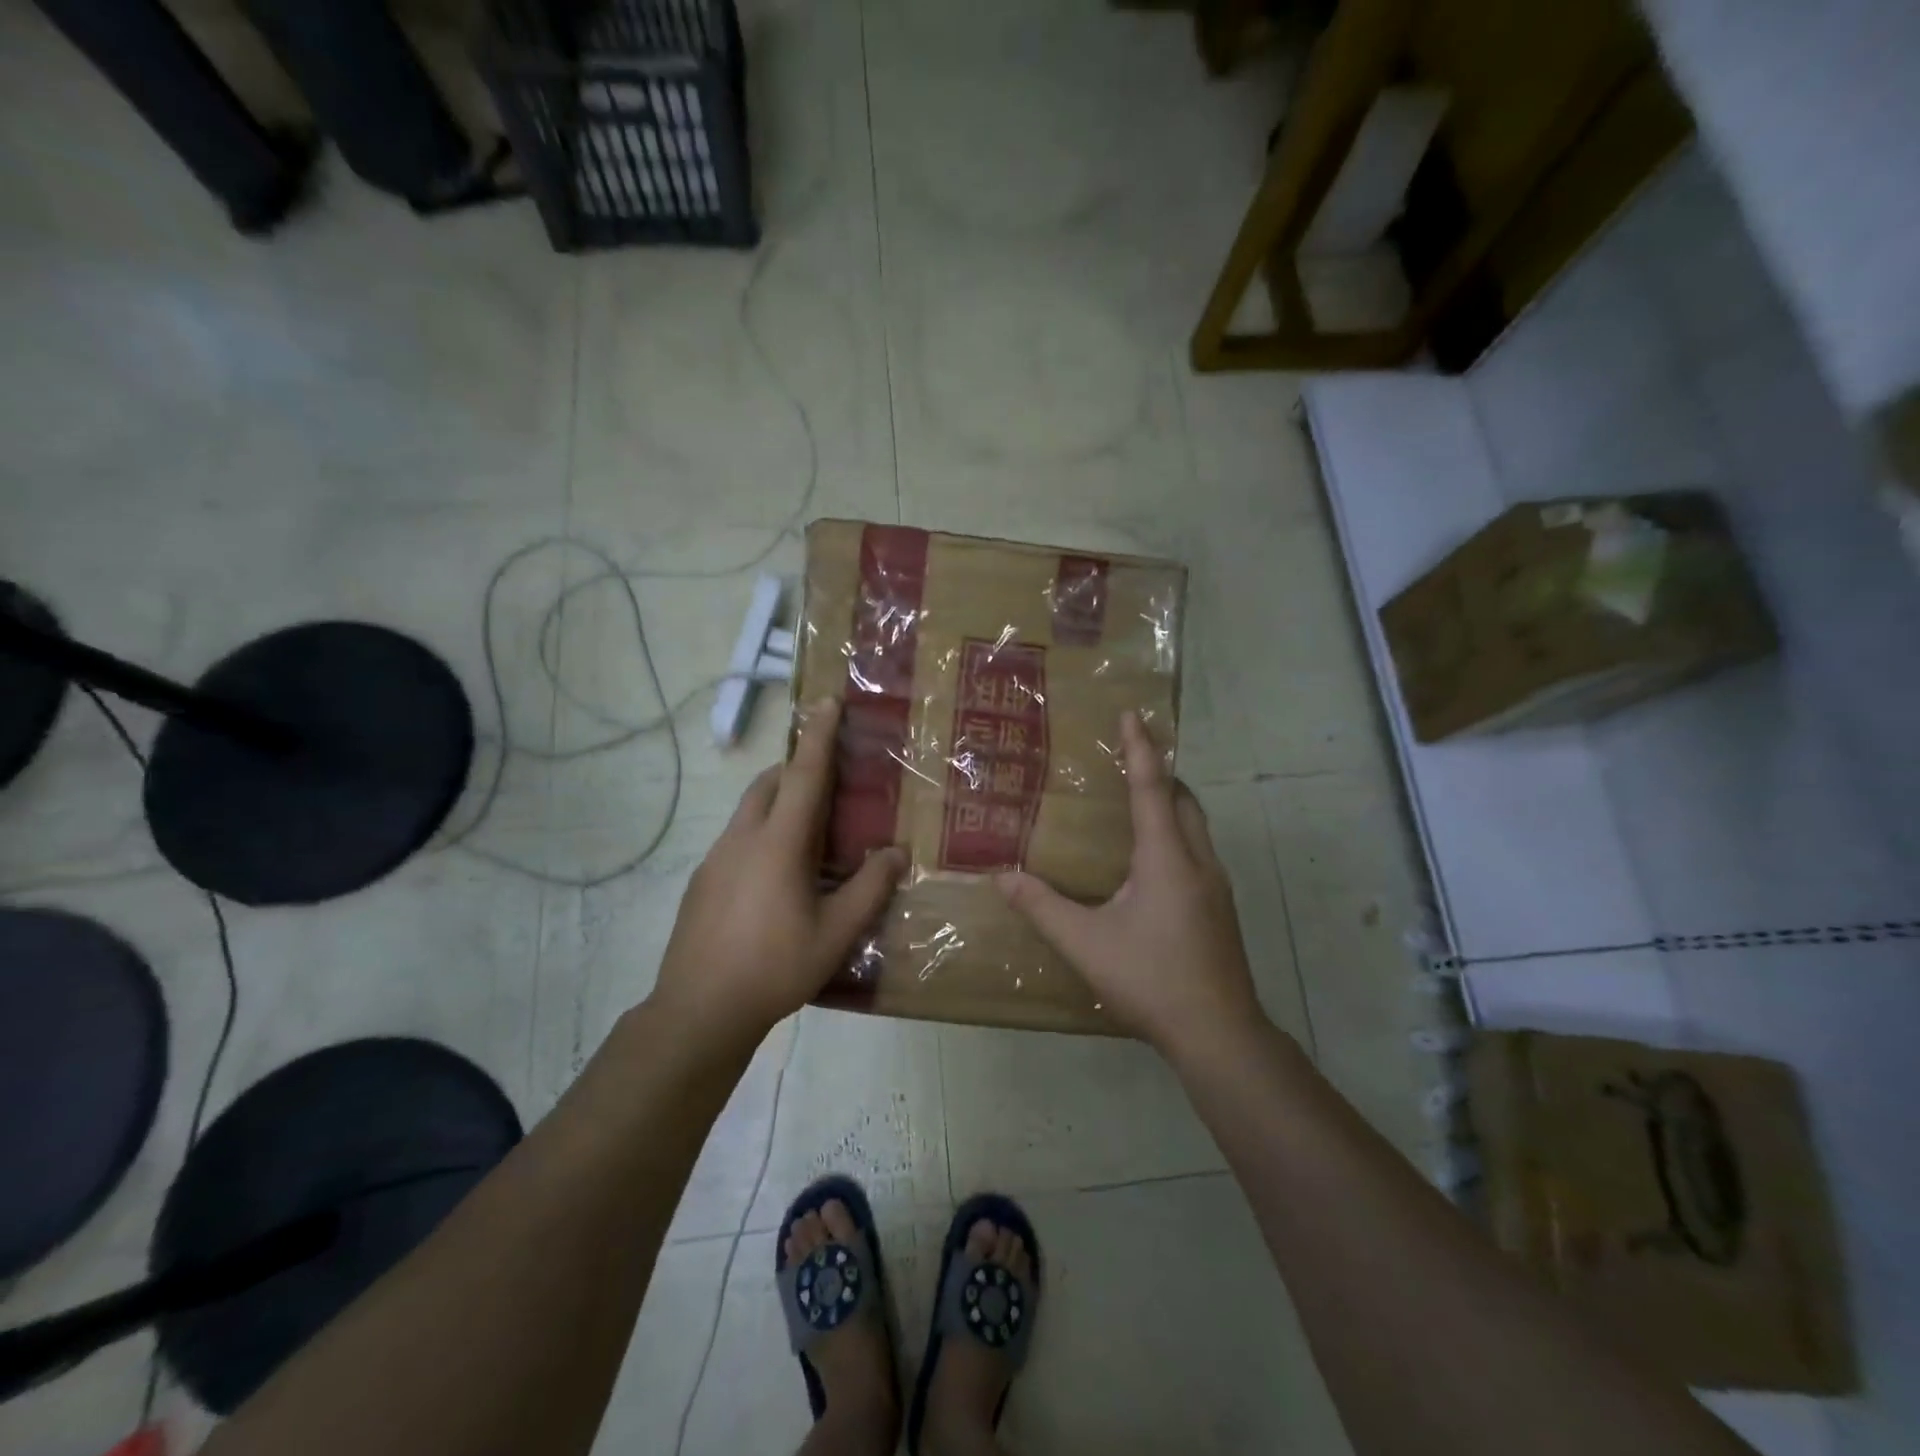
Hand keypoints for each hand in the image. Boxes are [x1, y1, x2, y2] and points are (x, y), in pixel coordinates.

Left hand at [652, 697, 906, 1043]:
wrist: (698, 1010)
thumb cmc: (775, 967)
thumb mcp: (835, 933)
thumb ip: (869, 889)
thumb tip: (895, 852)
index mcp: (778, 844)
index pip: (804, 775)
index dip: (818, 736)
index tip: (827, 702)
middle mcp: (742, 839)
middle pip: (769, 784)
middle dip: (796, 768)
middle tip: (828, 779)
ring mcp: (715, 858)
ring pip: (749, 810)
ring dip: (778, 802)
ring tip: (808, 832)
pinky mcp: (702, 880)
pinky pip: (737, 838)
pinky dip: (761, 833)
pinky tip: (776, 877)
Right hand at [997, 711, 1261, 1057]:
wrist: (1219, 1033)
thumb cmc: (1150, 979)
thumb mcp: (1086, 943)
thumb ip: (1042, 907)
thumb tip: (1001, 877)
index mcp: (1167, 858)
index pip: (1153, 787)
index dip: (1141, 748)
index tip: (1132, 713)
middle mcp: (1198, 861)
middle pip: (1184, 799)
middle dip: (1160, 771)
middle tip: (1127, 758)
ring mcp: (1216, 885)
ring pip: (1196, 825)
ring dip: (1171, 802)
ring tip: (1136, 800)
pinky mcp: (1220, 907)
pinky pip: (1198, 849)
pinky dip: (1176, 832)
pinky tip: (1151, 860)